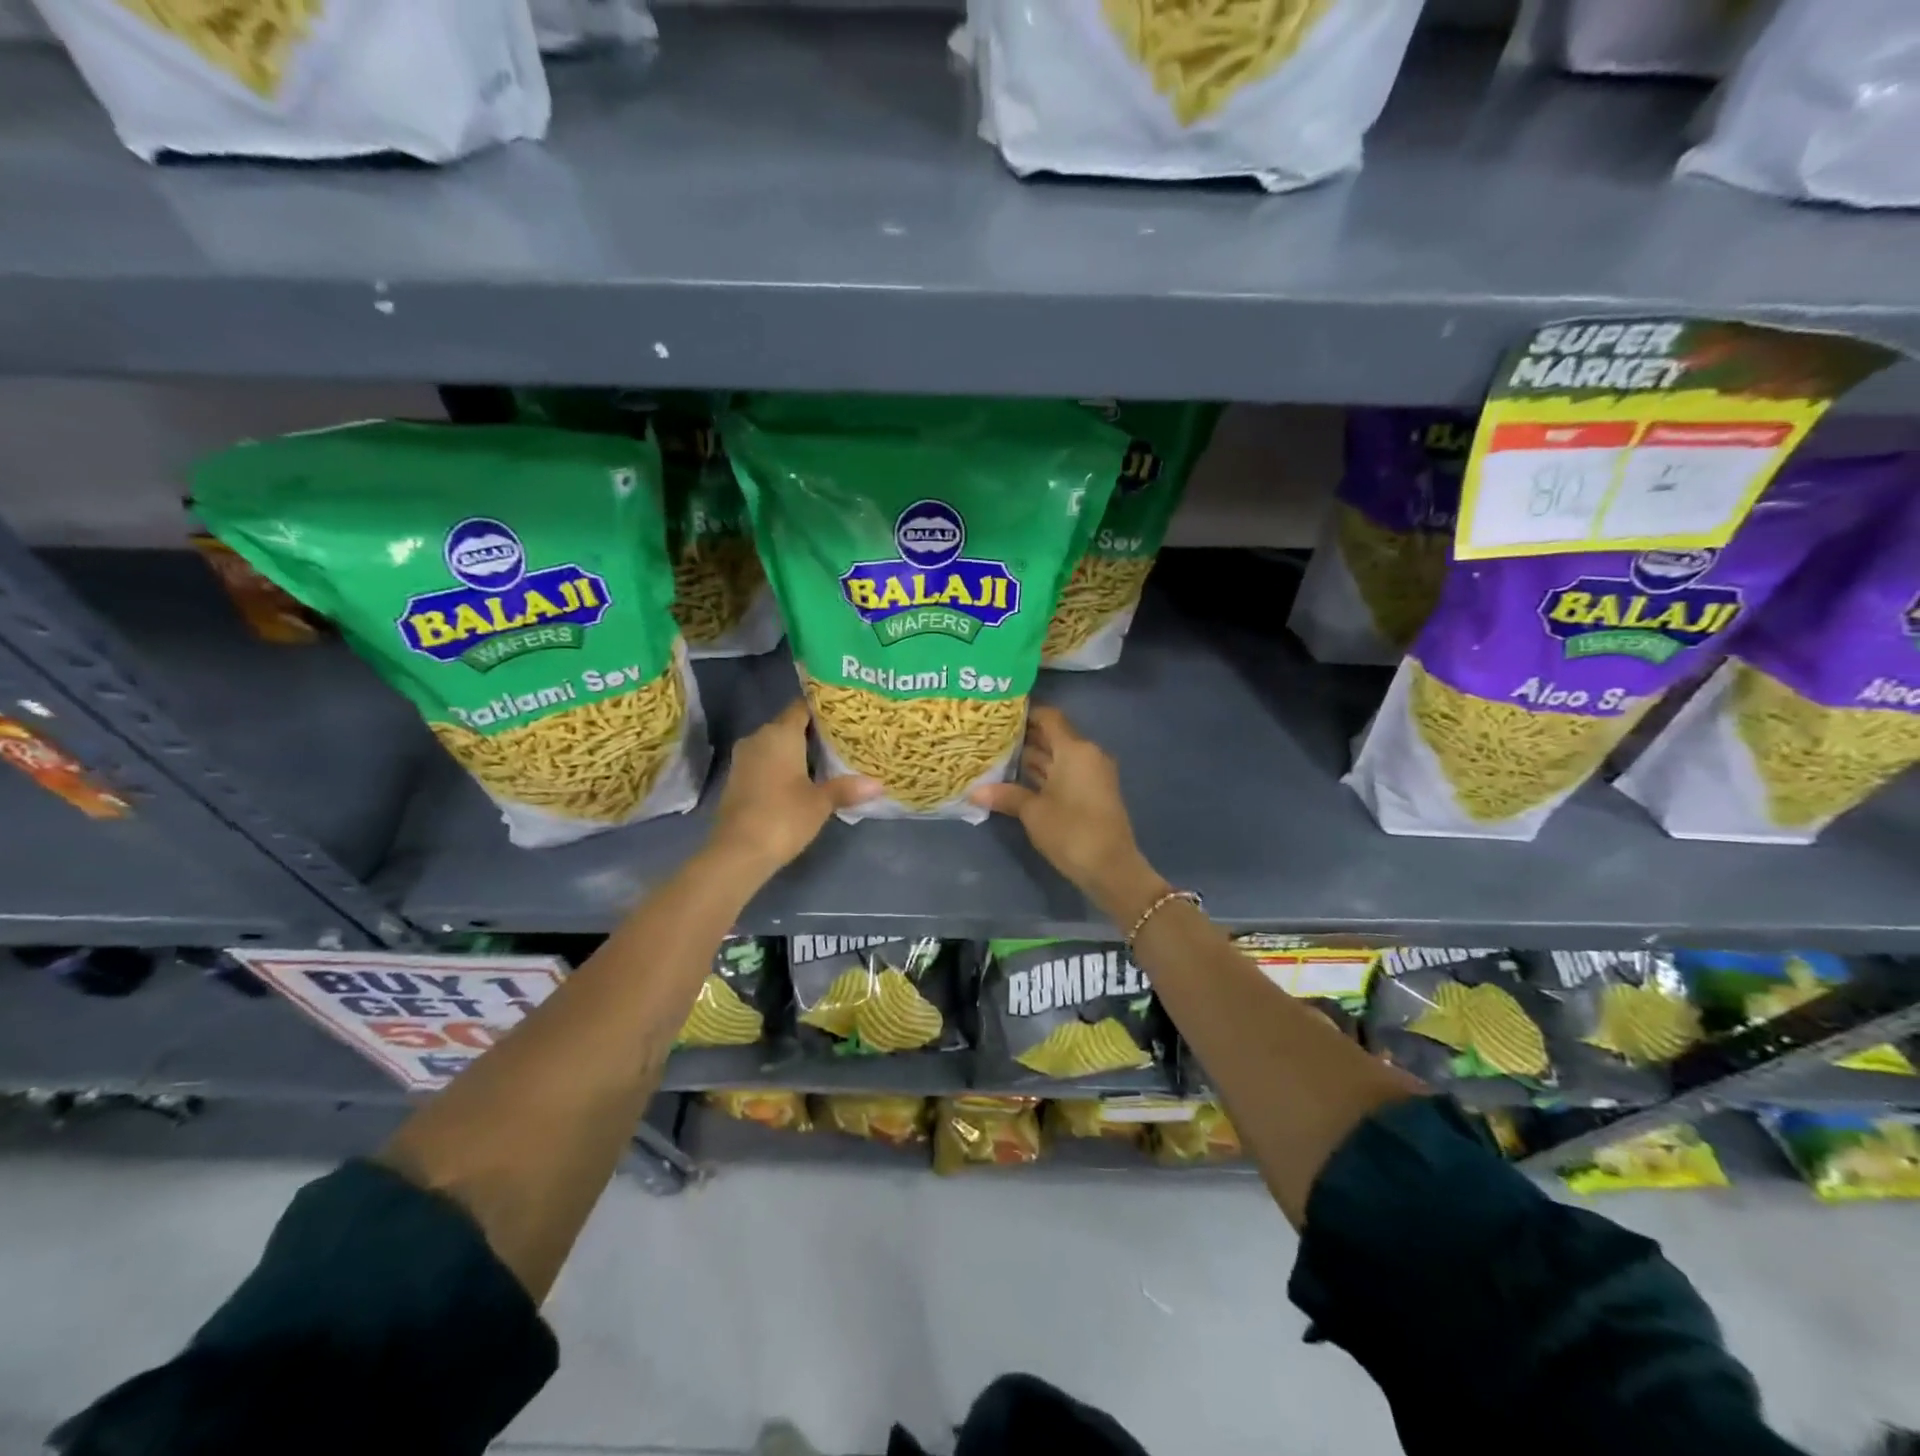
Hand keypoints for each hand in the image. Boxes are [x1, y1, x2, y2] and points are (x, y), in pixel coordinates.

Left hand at [708, 700, 879, 875]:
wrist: (738, 852)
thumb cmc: (783, 817)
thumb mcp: (821, 802)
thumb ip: (847, 788)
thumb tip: (878, 784)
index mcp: (780, 734)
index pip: (802, 707)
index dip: (823, 708)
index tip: (845, 713)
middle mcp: (759, 738)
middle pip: (789, 725)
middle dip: (814, 731)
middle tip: (844, 738)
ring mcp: (744, 758)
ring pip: (776, 745)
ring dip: (798, 750)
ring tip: (828, 758)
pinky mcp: (738, 779)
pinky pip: (765, 761)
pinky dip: (783, 765)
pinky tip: (803, 778)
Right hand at [970, 706, 1166, 919]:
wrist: (1111, 868)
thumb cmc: (1071, 831)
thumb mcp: (1033, 812)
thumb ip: (1006, 795)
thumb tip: (974, 791)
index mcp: (1075, 749)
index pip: (1049, 718)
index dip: (1026, 713)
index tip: (999, 714)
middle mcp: (1086, 754)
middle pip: (1053, 736)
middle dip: (1024, 737)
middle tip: (990, 736)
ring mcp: (1092, 774)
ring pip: (1058, 757)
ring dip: (1032, 758)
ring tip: (997, 756)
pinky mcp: (1092, 793)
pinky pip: (1064, 773)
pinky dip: (1044, 774)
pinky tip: (1017, 780)